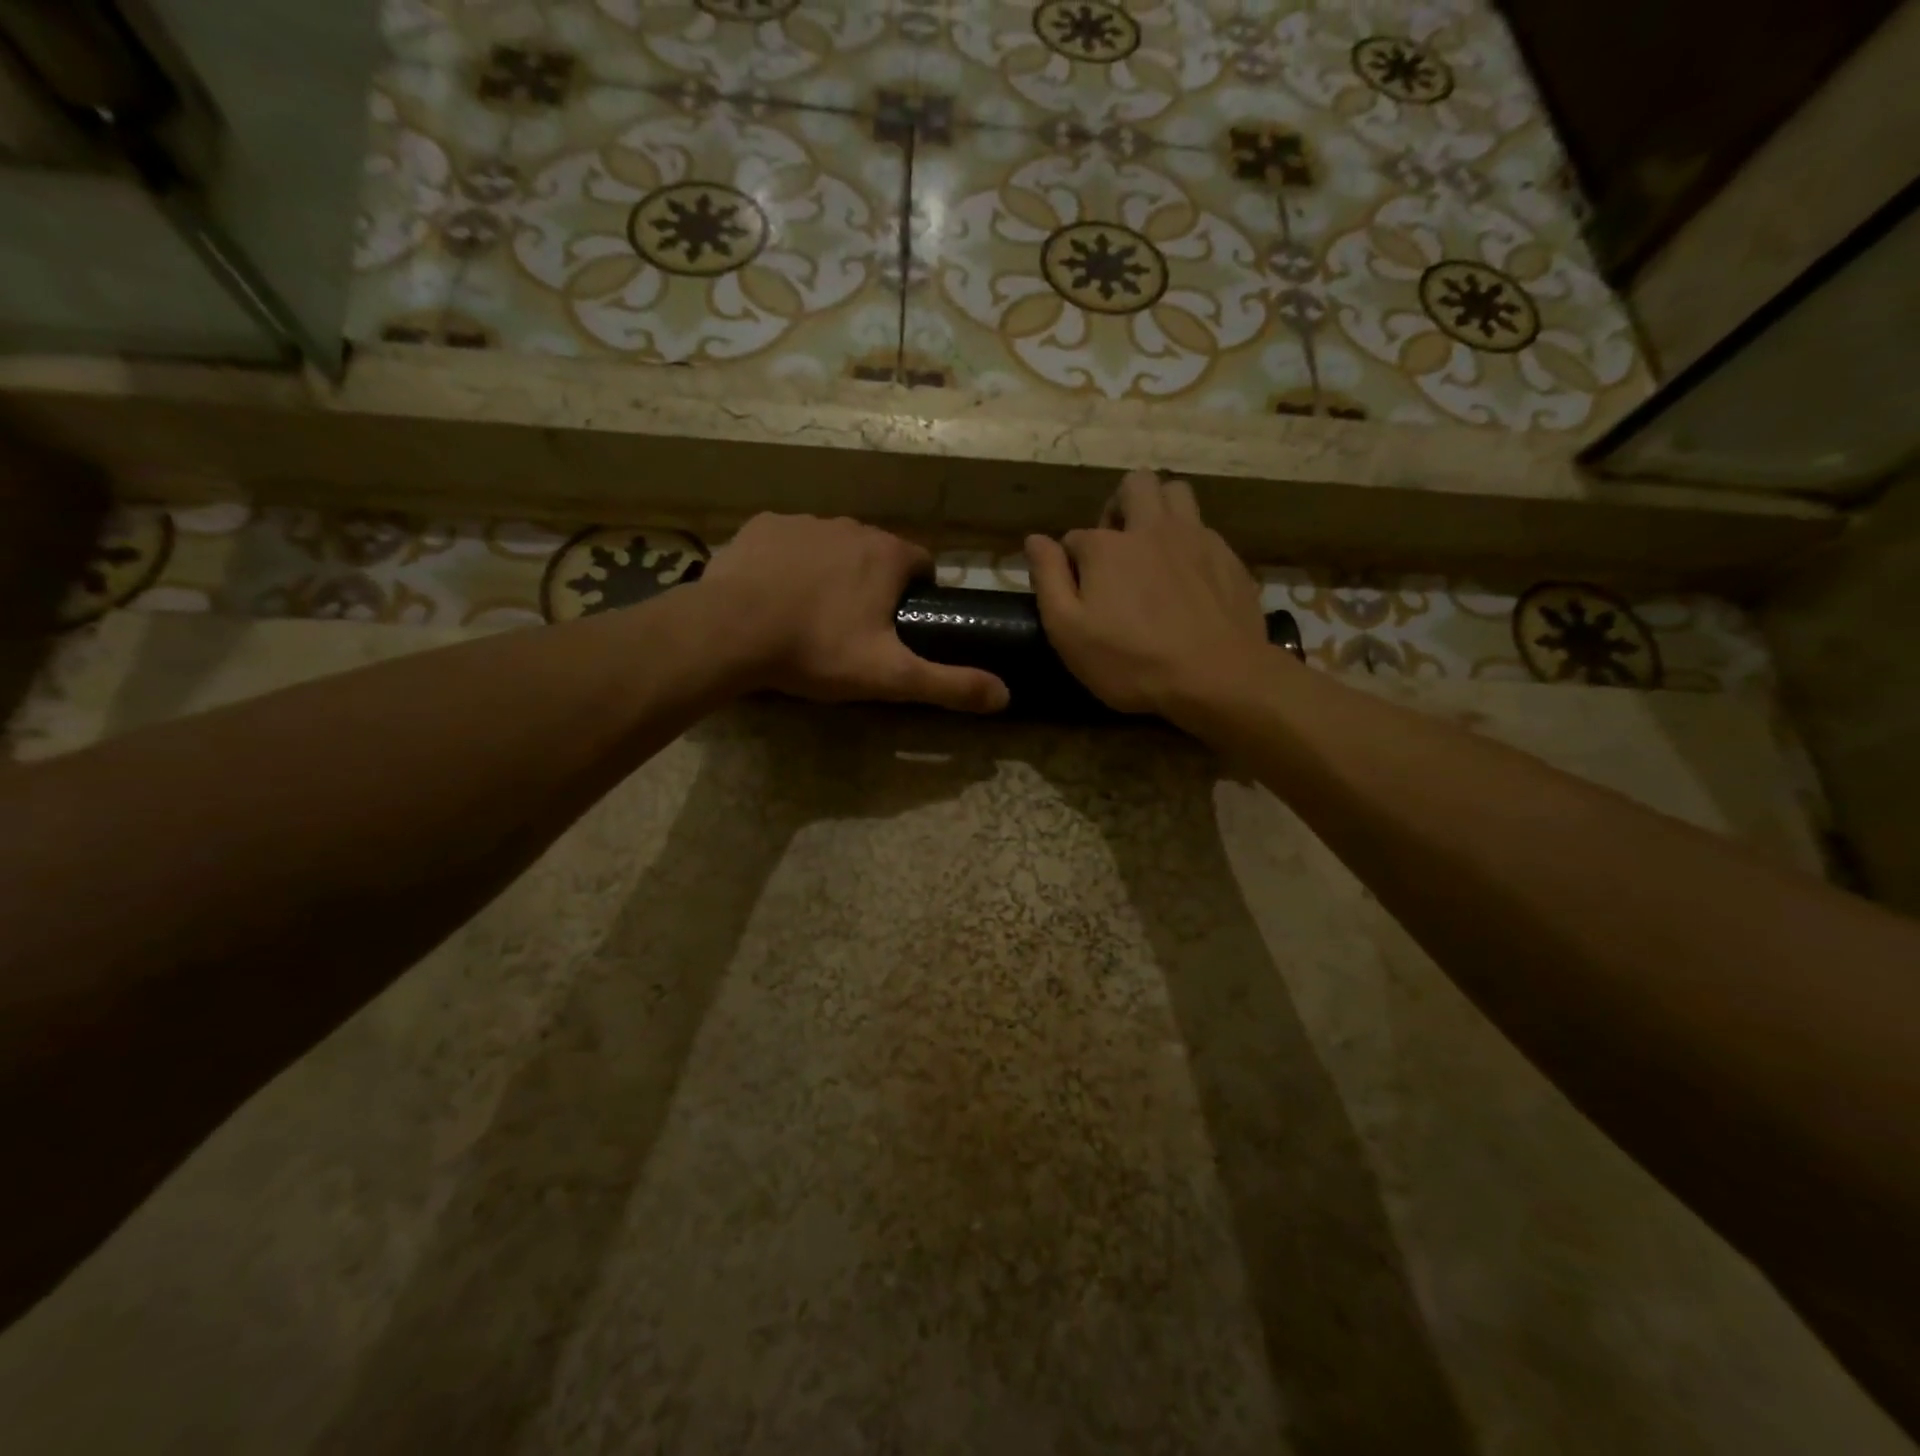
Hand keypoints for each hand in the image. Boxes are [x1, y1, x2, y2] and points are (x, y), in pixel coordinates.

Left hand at [698, 513, 1008, 712]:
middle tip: (853, 629)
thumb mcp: (891, 677)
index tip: (900, 626)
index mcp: (887, 555)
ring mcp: (803, 521)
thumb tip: (1005, 696)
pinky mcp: (762, 526)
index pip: (922, 565)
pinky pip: (788, 542)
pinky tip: (774, 595)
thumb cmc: (818, 650)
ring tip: (810, 615)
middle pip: (876, 554)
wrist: (731, 632)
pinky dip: (789, 563)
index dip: (918, 595)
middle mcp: (851, 526)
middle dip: (873, 584)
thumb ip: (949, 685)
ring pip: (832, 546)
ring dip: (831, 572)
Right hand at [1026, 471, 1272, 720]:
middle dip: (1119, 507)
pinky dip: (1189, 542)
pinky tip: (1187, 579)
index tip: (1074, 592)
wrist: (1216, 677)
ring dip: (1159, 509)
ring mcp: (1195, 538)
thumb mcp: (1068, 631)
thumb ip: (1048, 579)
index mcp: (1106, 547)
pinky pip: (1204, 529)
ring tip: (1153, 549)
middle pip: (1135, 485)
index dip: (1070, 562)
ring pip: (1177, 493)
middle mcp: (1151, 528)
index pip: (1075, 537)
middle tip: (1116, 546)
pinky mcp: (1228, 557)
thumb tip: (1034, 539)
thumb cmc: (1131, 661)